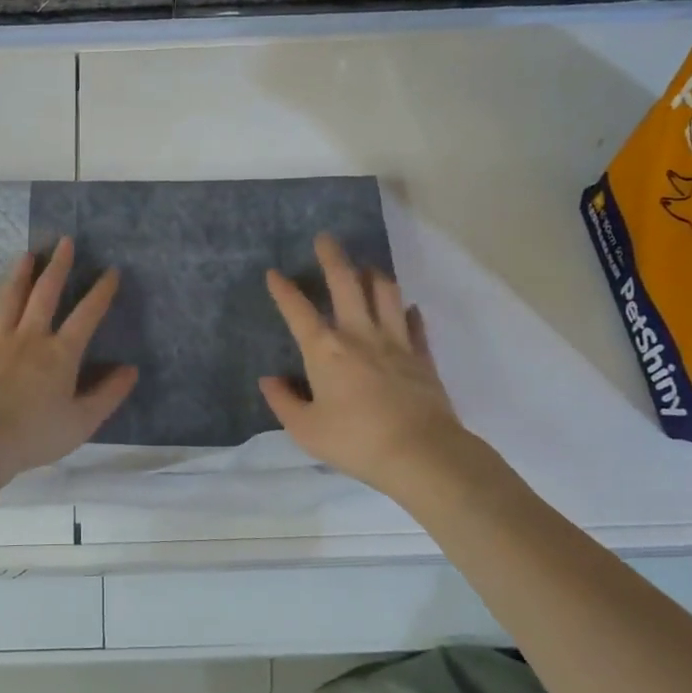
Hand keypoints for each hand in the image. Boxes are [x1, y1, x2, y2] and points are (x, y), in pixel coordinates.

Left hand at [0, 236, 137, 485]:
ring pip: (10, 299)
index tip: (111, 271)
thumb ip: (108, 394)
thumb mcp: (82, 422)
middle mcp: (30, 338)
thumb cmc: (34, 435)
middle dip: (58, 267)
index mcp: (60, 354)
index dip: (101, 292)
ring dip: (20, 275)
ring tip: (27, 254)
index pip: (86, 316)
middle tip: (65, 242)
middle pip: (45, 295)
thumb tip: (131, 370)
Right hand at [260, 233, 490, 497]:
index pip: (298, 311)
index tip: (274, 273)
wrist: (421, 454)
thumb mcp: (305, 430)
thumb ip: (283, 401)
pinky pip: (414, 325)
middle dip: (332, 257)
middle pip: (346, 283)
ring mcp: (395, 342)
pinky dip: (407, 312)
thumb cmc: (355, 441)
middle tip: (325, 238)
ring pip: (385, 293)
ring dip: (373, 275)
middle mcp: (359, 335)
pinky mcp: (422, 357)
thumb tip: (269, 380)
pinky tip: (406, 308)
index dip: (283, 290)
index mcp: (325, 350)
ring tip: (365, 267)